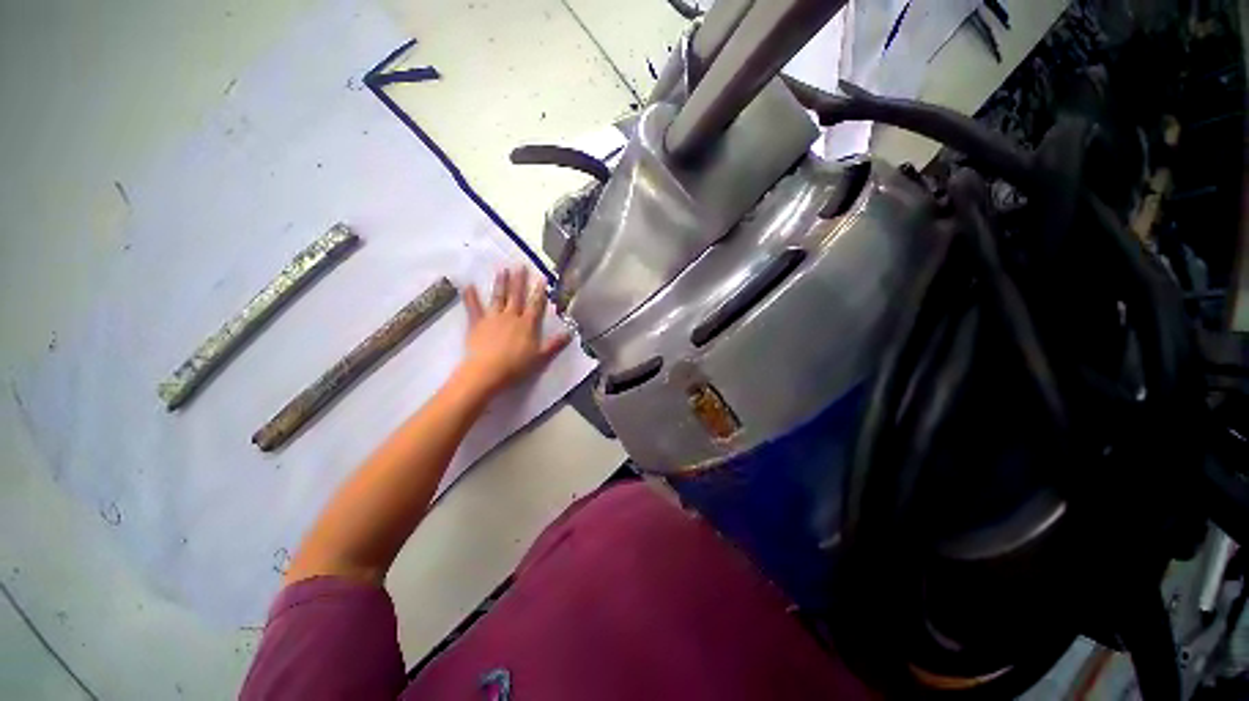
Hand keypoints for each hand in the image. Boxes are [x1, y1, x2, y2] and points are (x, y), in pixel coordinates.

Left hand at [459, 266, 571, 395]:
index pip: (536, 305)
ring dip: (501, 283)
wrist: (488, 372)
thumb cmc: (516, 366)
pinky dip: (471, 297)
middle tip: (520, 265)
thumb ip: (554, 344)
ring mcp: (493, 318)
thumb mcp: (540, 357)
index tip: (542, 278)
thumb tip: (570, 332)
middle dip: (519, 281)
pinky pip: (474, 308)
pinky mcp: (477, 324)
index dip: (540, 291)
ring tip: (502, 269)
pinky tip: (468, 285)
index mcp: (527, 324)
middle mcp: (511, 316)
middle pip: (517, 296)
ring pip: (498, 297)